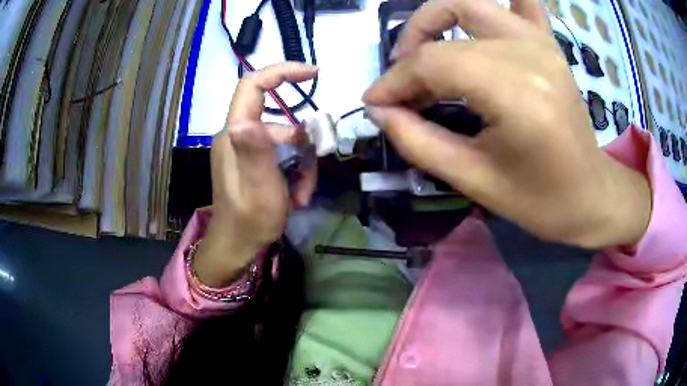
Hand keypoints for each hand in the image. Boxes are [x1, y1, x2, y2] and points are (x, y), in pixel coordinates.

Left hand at [194, 63, 317, 286]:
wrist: (237, 246)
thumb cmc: (249, 220)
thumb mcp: (258, 189)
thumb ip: (254, 153)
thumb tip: (244, 121)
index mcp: (235, 133)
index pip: (253, 85)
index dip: (282, 72)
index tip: (313, 74)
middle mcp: (239, 134)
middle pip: (279, 119)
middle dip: (303, 142)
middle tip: (316, 165)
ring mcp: (247, 148)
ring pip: (286, 140)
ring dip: (302, 164)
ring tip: (302, 194)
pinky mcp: (254, 160)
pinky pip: (282, 155)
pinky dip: (295, 172)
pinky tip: (296, 195)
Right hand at [363, 0, 650, 248]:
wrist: (590, 194)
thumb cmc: (539, 200)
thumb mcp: (474, 180)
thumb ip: (418, 141)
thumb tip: (379, 109)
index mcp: (516, 93)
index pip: (434, 62)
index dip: (394, 79)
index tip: (373, 102)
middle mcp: (530, 53)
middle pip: (449, 21)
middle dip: (411, 49)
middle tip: (401, 81)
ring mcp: (542, 43)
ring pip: (473, 3)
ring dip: (437, 18)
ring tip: (425, 50)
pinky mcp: (550, 45)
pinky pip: (522, 4)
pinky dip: (500, 1)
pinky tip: (480, 21)